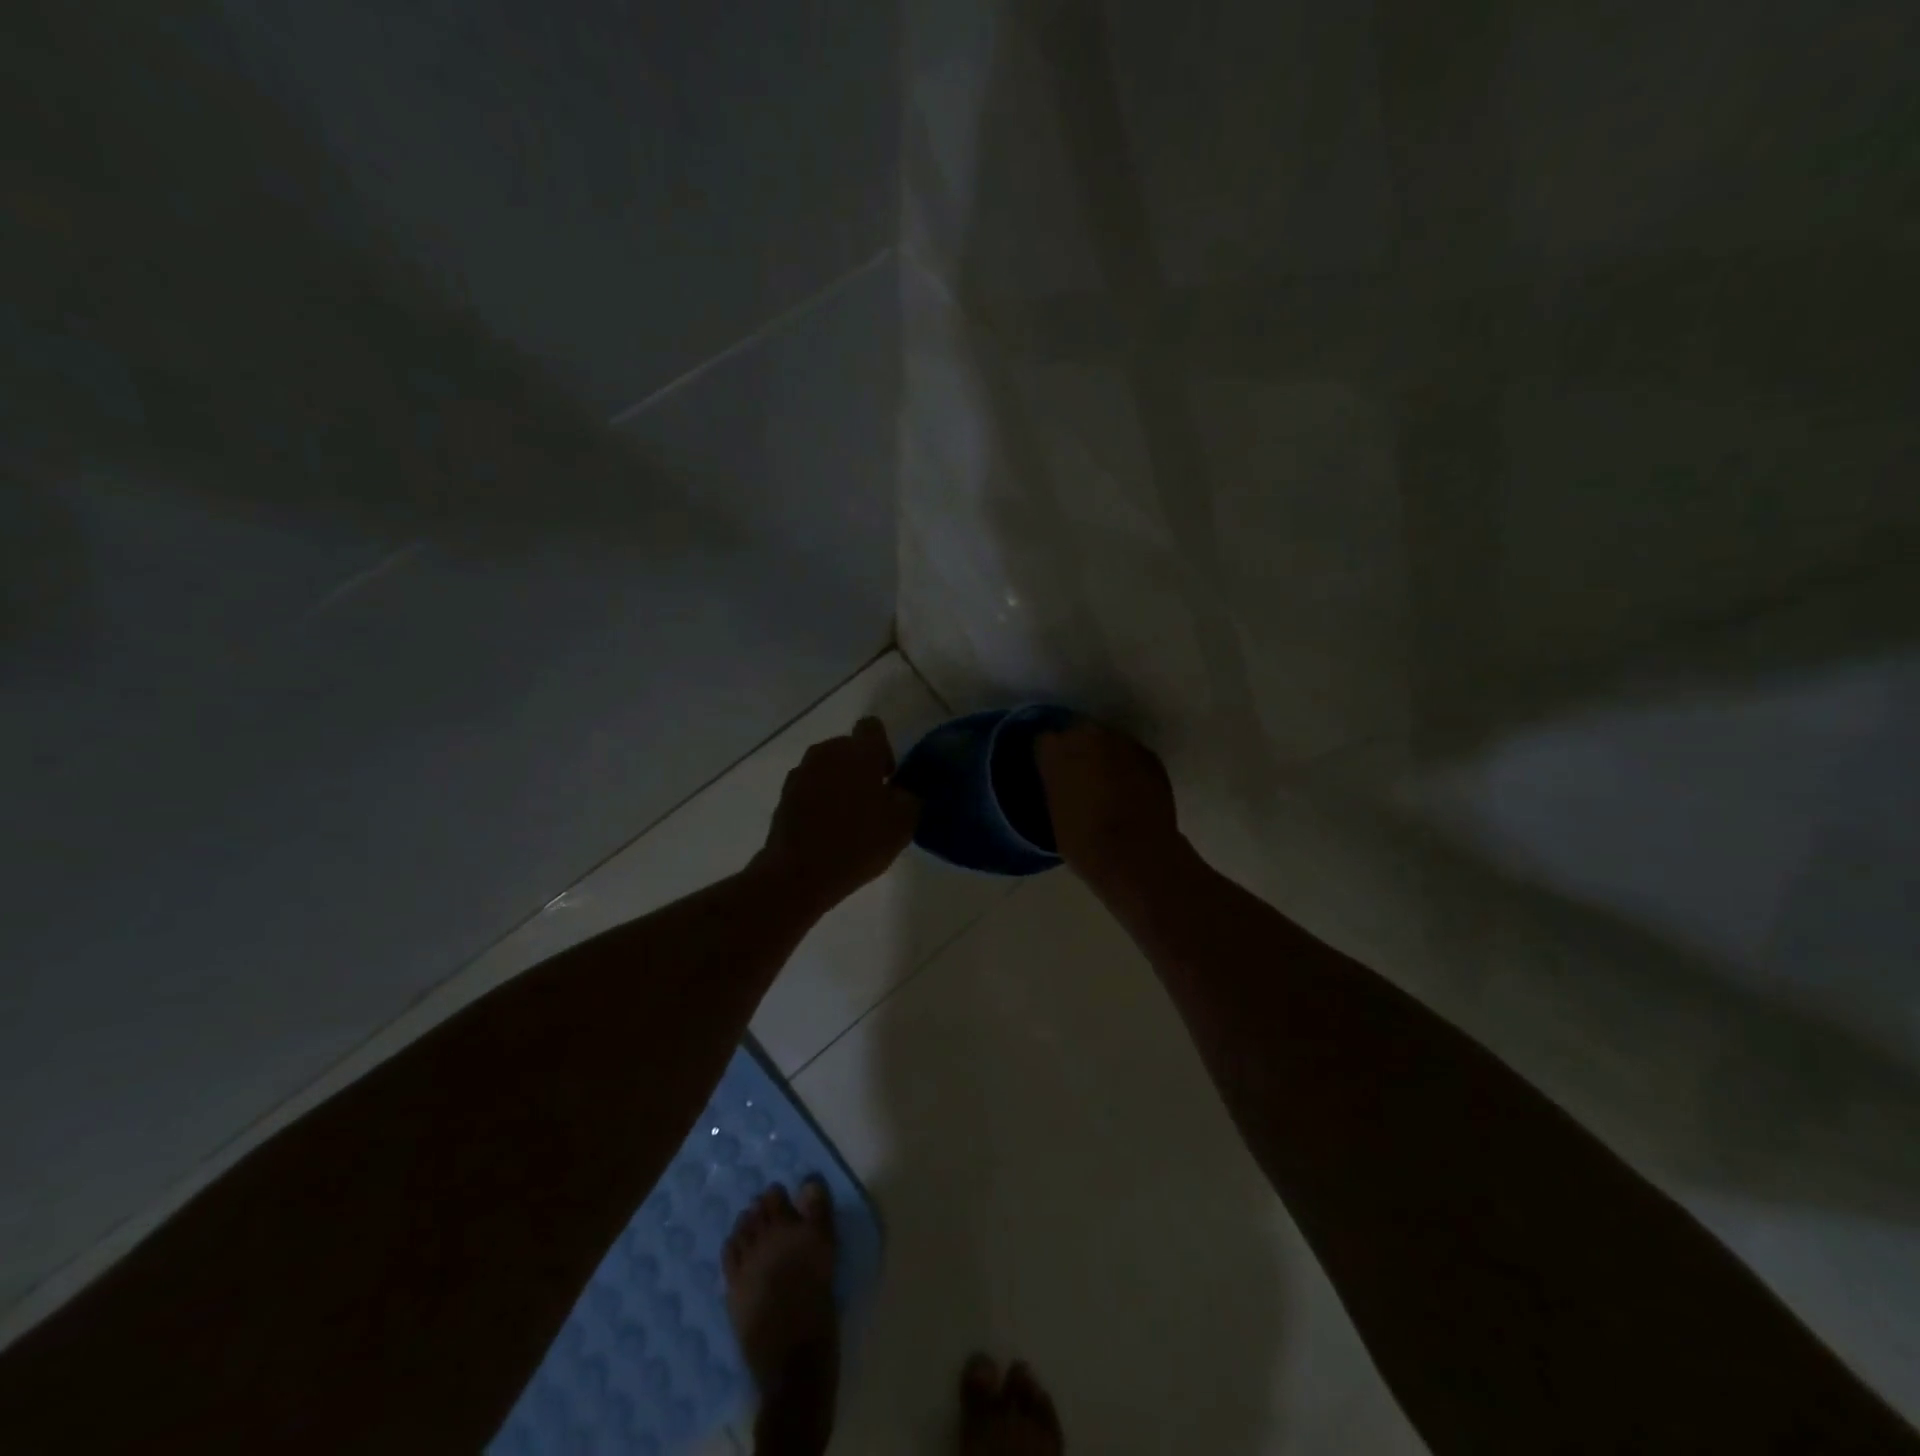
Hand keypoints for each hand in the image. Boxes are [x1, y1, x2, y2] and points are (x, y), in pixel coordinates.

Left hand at [755, 718, 918, 910]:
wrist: (799, 874)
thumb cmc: (858, 843)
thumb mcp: (902, 824)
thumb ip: (910, 798)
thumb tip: (902, 790)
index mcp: (858, 752)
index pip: (872, 727)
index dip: (883, 749)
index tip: (888, 777)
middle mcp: (827, 752)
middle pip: (849, 748)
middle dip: (861, 768)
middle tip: (873, 802)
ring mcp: (801, 772)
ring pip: (828, 768)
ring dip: (839, 783)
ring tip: (849, 818)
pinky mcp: (784, 795)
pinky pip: (810, 787)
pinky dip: (819, 800)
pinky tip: (827, 829)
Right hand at [1034, 720, 1181, 890]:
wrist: (1136, 854)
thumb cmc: (1084, 842)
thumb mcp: (1055, 812)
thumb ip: (1056, 784)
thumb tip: (1063, 780)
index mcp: (1056, 750)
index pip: (1044, 741)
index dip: (1049, 758)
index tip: (1051, 774)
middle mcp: (1088, 736)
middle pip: (1078, 733)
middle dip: (1078, 751)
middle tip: (1079, 778)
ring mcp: (1123, 743)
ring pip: (1108, 741)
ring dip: (1105, 756)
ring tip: (1107, 784)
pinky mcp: (1150, 756)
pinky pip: (1131, 755)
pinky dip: (1128, 767)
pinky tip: (1129, 790)